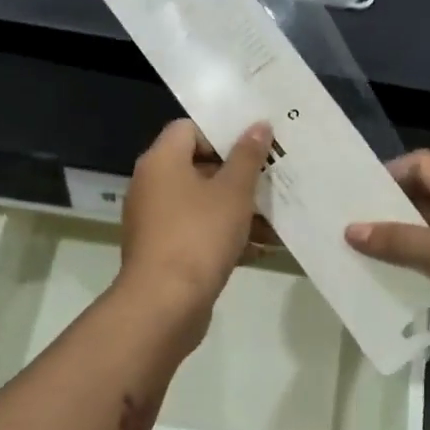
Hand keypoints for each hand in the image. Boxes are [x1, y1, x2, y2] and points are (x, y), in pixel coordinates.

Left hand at [117, 119, 272, 331]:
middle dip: (238, 175)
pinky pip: (199, 233)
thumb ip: (248, 156)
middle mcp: (152, 186)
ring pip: (202, 204)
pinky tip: (262, 248)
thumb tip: (258, 125)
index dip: (222, 132)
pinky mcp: (165, 252)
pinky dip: (226, 236)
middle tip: (273, 178)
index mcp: (161, 162)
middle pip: (198, 167)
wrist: (165, 304)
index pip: (188, 128)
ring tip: (277, 219)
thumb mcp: (233, 192)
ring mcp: (156, 221)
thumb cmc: (199, 235)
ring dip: (238, 210)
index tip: (254, 145)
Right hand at [345, 151, 429, 361]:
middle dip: (385, 213)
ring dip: (396, 249)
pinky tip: (386, 290)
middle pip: (420, 202)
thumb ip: (398, 241)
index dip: (390, 172)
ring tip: (355, 260)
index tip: (356, 194)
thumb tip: (350, 229)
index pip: (422, 165)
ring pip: (426, 240)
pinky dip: (413, 277)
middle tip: (344, 229)